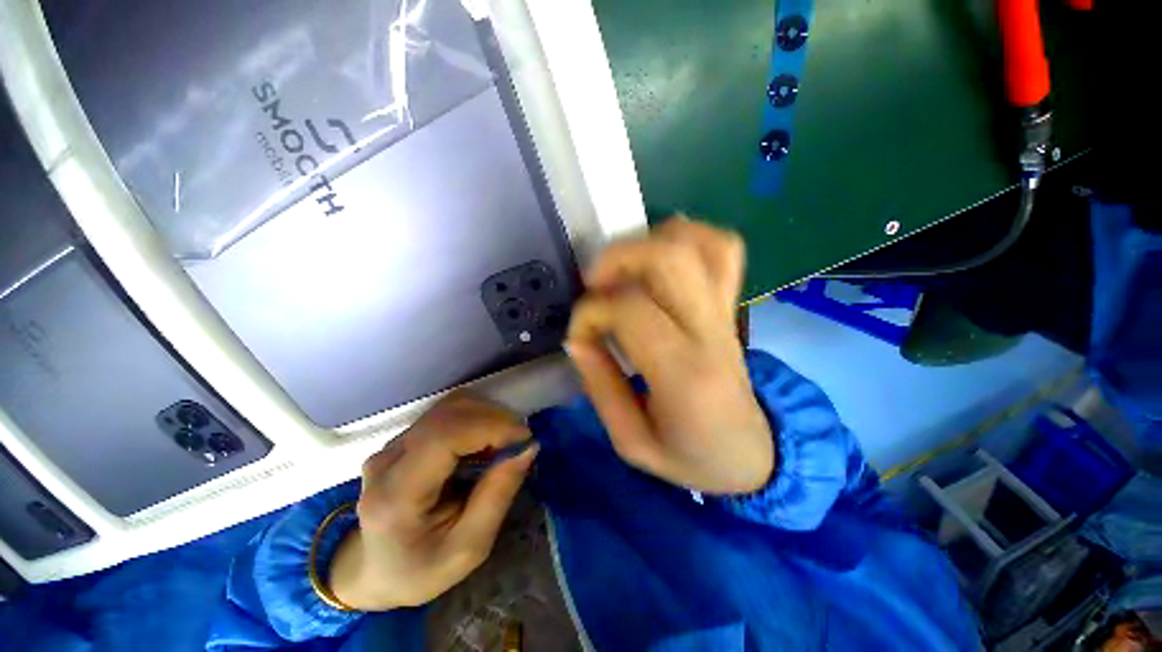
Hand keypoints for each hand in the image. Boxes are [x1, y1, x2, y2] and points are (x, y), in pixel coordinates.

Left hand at [328, 394, 536, 610]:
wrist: (375, 570)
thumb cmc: (421, 569)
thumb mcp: (469, 548)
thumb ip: (498, 495)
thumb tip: (528, 447)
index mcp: (396, 494)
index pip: (444, 436)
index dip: (491, 426)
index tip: (524, 439)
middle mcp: (388, 459)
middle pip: (450, 412)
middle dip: (496, 419)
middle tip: (520, 443)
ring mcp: (394, 443)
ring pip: (451, 405)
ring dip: (488, 415)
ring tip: (505, 443)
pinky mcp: (405, 436)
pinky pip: (449, 412)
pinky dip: (478, 417)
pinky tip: (488, 440)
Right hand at [567, 217, 773, 494]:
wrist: (752, 453)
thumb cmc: (691, 456)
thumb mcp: (632, 442)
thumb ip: (600, 387)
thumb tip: (577, 339)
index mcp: (684, 374)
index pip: (629, 309)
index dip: (589, 313)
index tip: (580, 336)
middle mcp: (710, 331)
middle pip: (670, 258)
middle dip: (617, 258)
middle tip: (594, 284)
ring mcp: (726, 311)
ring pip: (698, 243)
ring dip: (649, 242)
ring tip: (623, 271)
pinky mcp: (732, 304)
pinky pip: (723, 249)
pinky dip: (688, 237)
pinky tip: (659, 259)